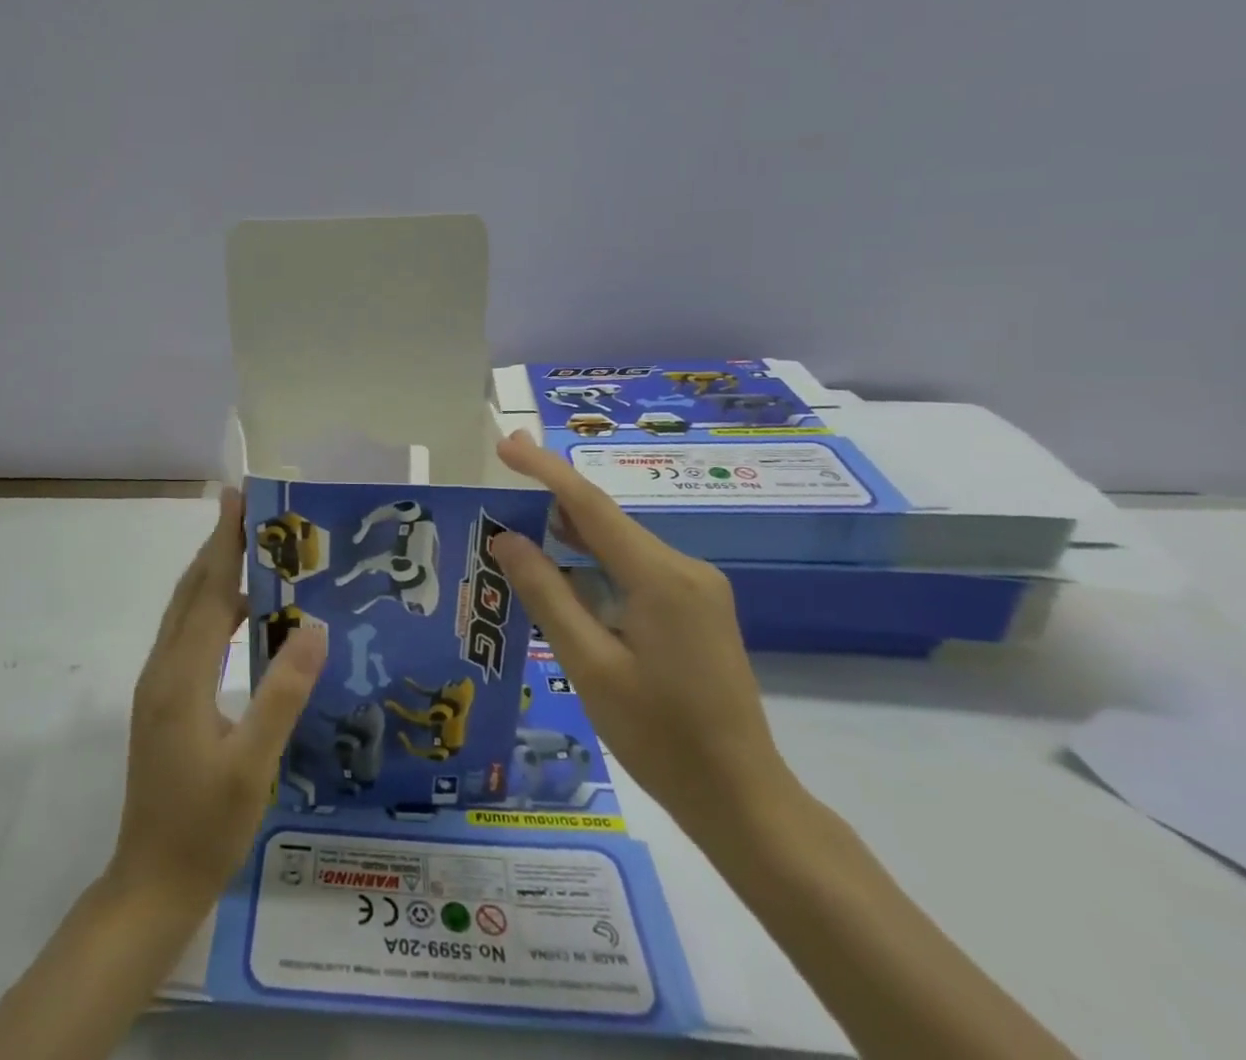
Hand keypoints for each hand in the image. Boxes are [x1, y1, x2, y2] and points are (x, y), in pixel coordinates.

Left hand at [108, 490, 327, 911]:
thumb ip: (283, 692)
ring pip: (186, 613)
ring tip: (255, 554)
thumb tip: (314, 625)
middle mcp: (162, 669)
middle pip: (191, 592)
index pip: (209, 591)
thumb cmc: (205, 827)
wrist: (150, 885)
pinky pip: (188, 637)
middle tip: (250, 511)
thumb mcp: (253, 764)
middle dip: (218, 547)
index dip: (225, 542)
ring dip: (215, 577)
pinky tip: (244, 619)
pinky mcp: (161, 703)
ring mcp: (157, 686)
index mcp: (181, 676)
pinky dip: (214, 611)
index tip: (237, 498)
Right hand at [491, 431, 800, 844]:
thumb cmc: (661, 738)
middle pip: (605, 520)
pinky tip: (562, 575)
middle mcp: (683, 569)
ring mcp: (694, 589)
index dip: (545, 470)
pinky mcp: (694, 609)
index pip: (590, 506)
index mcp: (660, 578)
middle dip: (551, 497)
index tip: (505, 444)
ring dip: (570, 535)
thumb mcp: (589, 666)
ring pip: (618, 546)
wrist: (744, 800)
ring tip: (517, 528)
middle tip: (501, 479)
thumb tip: (507, 539)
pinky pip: (633, 570)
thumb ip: (547, 595)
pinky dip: (593, 564)